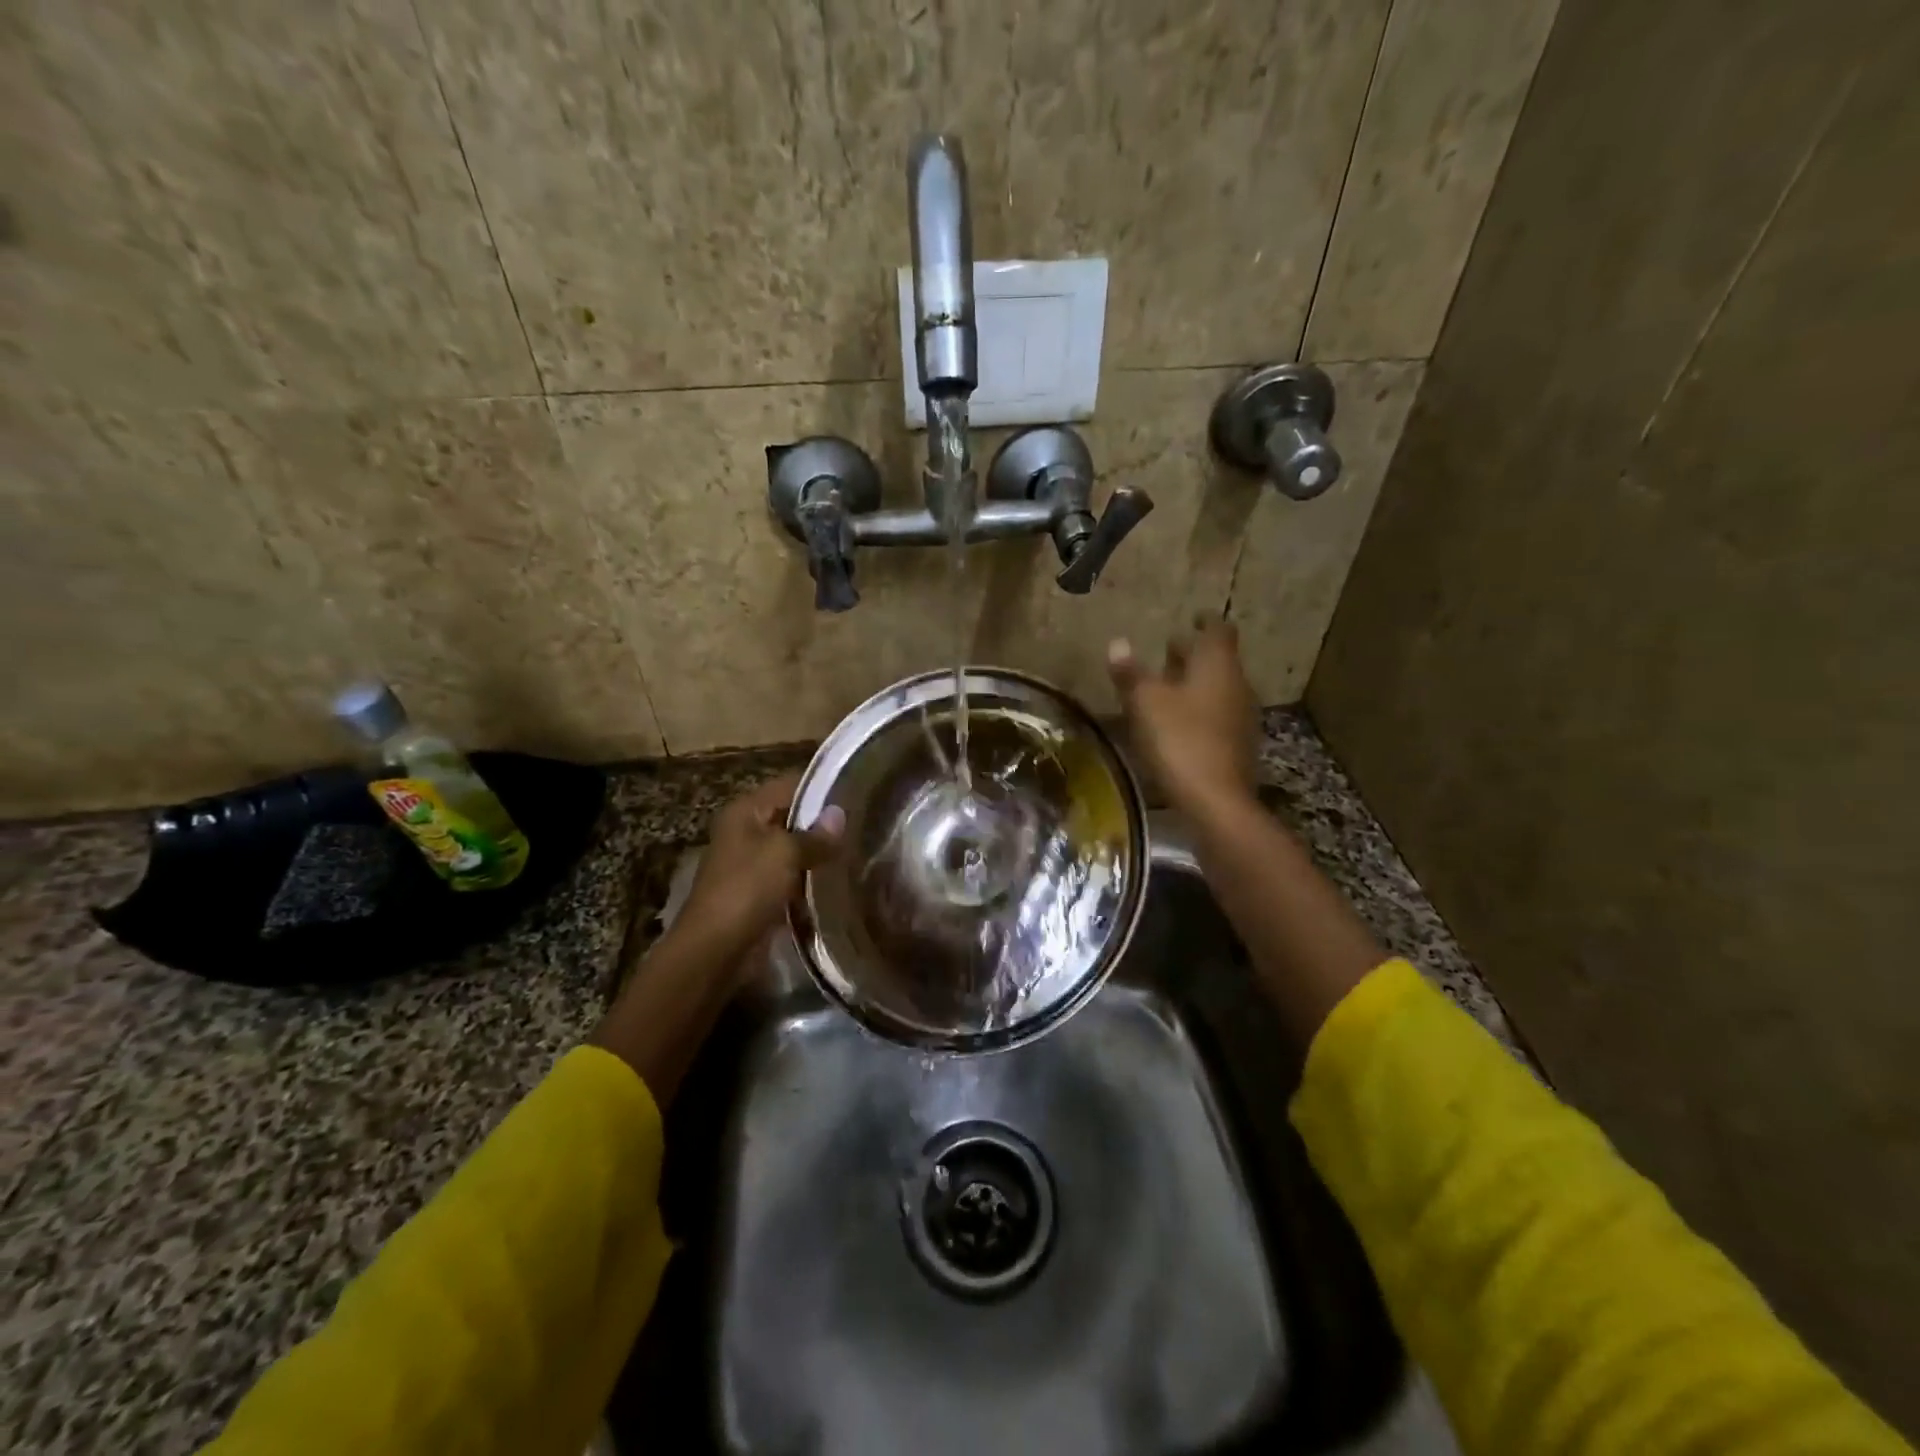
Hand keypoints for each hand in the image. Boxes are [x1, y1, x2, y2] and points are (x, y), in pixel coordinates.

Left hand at [676, 772, 844, 949]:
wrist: (716, 949)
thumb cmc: (747, 888)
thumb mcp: (785, 853)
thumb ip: (815, 834)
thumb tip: (840, 815)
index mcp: (744, 811)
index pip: (789, 785)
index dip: (821, 788)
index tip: (857, 792)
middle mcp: (745, 832)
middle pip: (791, 818)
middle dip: (823, 824)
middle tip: (864, 823)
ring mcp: (750, 865)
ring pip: (793, 851)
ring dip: (818, 854)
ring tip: (858, 851)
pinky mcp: (758, 894)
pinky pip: (790, 879)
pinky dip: (810, 881)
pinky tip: (839, 882)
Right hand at [1108, 619, 1259, 817]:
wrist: (1216, 801)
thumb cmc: (1179, 740)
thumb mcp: (1145, 703)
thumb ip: (1131, 673)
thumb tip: (1118, 643)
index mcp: (1217, 666)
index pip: (1217, 630)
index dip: (1204, 621)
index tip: (1191, 617)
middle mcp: (1237, 685)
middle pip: (1218, 660)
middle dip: (1194, 654)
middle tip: (1168, 651)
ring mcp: (1241, 717)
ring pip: (1217, 689)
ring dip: (1195, 684)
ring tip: (1166, 688)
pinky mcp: (1237, 746)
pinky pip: (1217, 715)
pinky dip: (1198, 710)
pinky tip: (1176, 723)